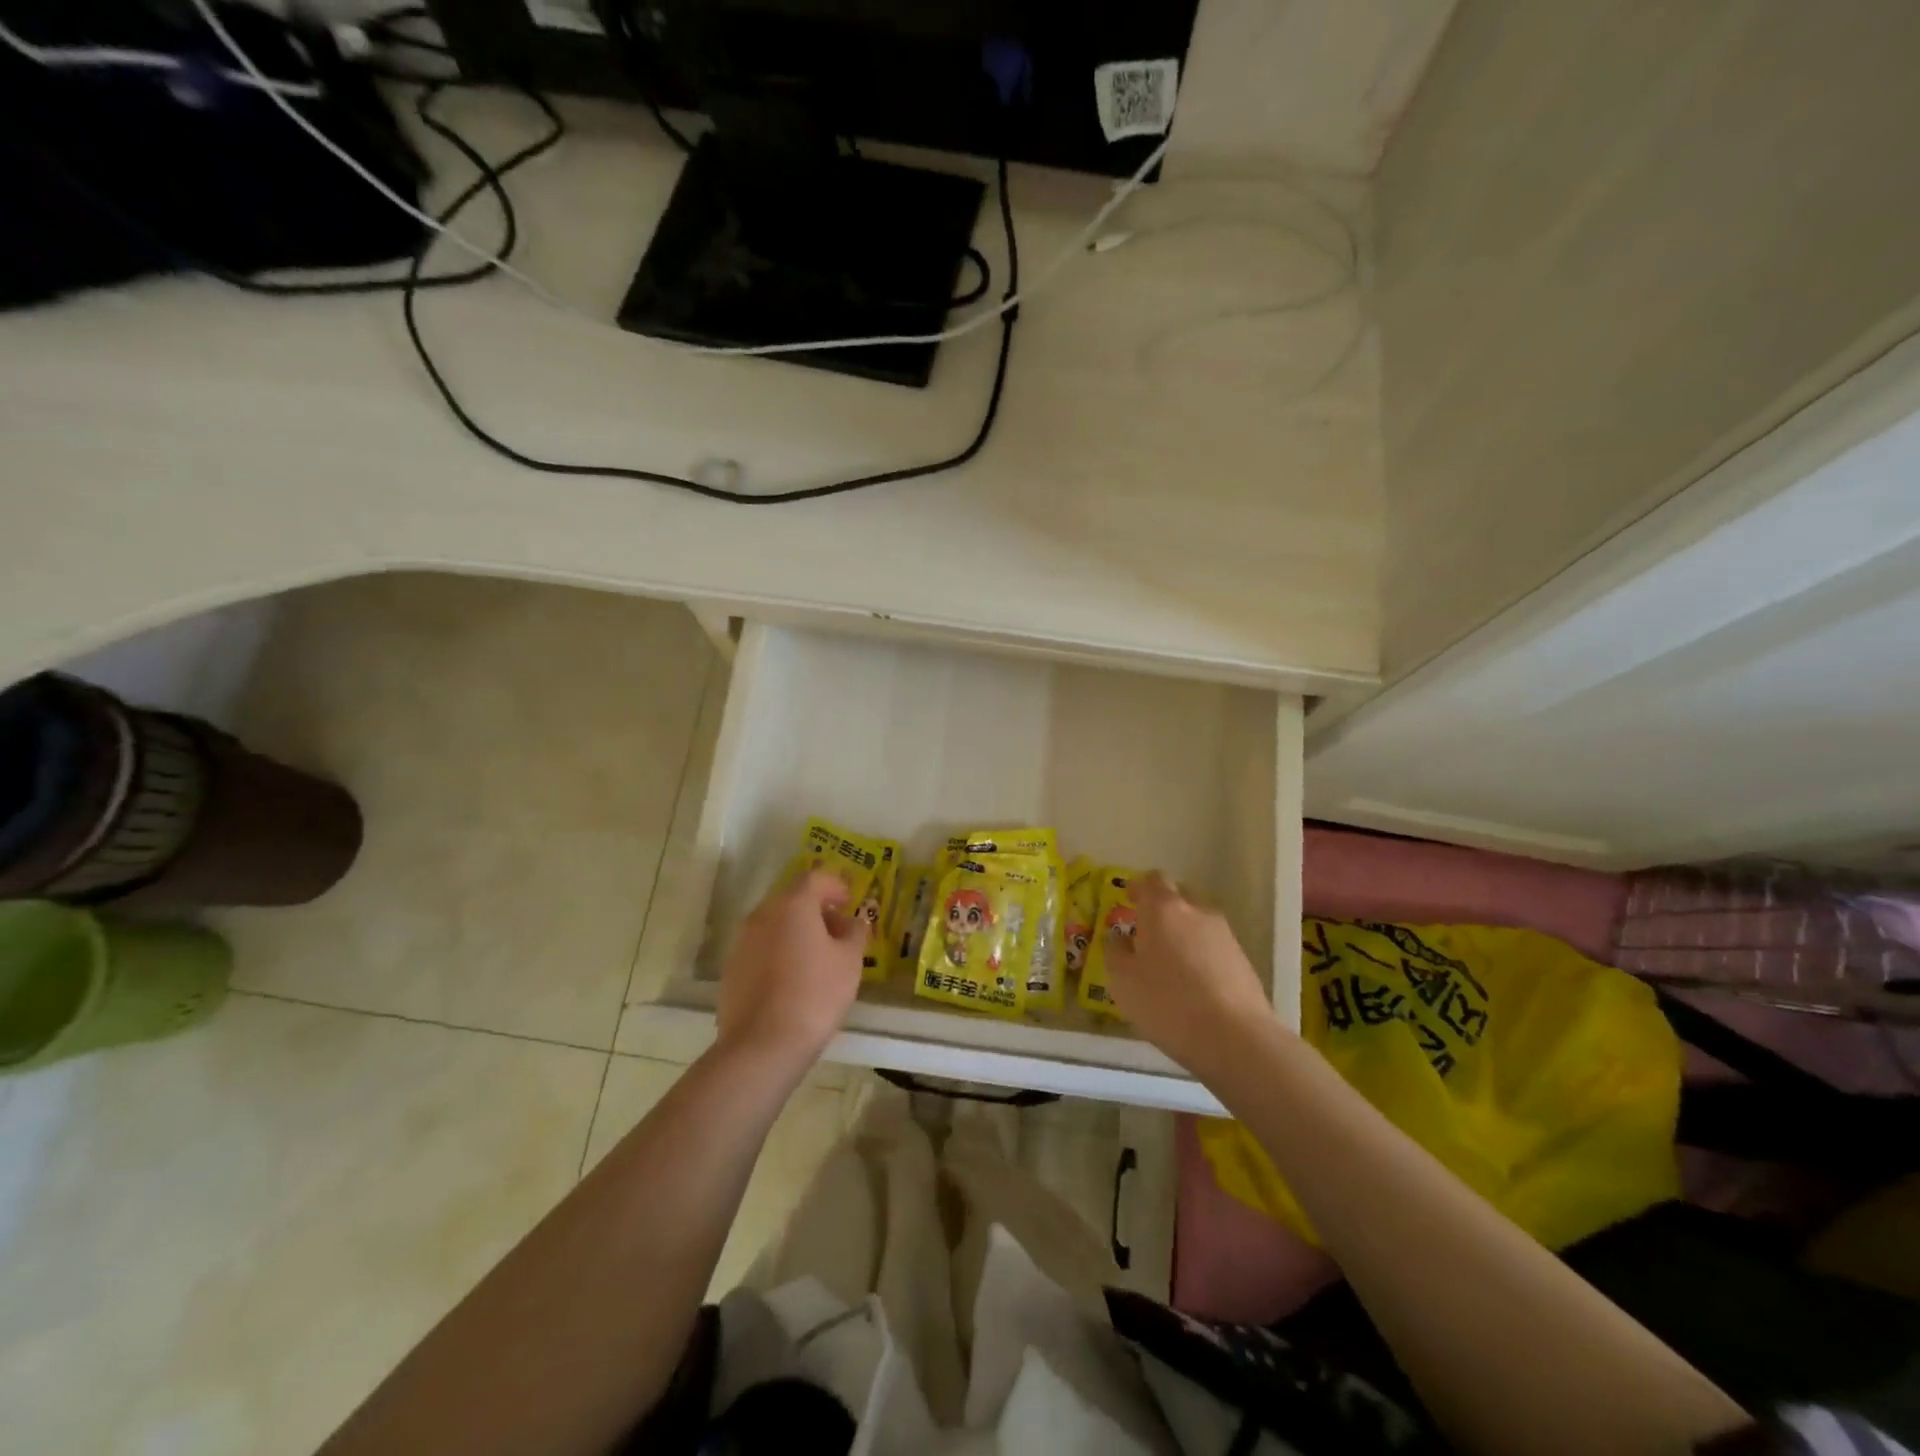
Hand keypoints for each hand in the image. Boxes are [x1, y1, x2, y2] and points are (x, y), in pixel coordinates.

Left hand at [715, 869, 865, 1080]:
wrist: (762, 1045)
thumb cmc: (815, 994)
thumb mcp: (849, 962)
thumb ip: (855, 933)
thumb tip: (855, 921)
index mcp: (792, 905)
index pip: (814, 878)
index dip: (834, 886)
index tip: (849, 901)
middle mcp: (762, 914)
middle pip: (791, 900)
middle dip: (816, 909)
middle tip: (837, 930)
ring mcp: (742, 942)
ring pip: (774, 924)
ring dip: (796, 931)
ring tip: (818, 957)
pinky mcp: (731, 969)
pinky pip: (760, 948)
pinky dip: (779, 952)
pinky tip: (793, 978)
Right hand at [1104, 871, 1281, 1077]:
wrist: (1234, 1037)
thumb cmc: (1166, 1002)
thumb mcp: (1122, 981)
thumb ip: (1116, 952)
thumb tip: (1119, 938)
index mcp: (1162, 909)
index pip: (1151, 880)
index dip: (1139, 887)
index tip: (1129, 899)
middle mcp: (1196, 911)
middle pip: (1178, 895)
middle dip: (1162, 907)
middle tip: (1147, 931)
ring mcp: (1224, 934)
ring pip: (1198, 921)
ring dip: (1183, 932)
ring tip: (1171, 962)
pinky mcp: (1243, 959)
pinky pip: (1214, 946)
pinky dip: (1201, 954)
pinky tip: (1194, 982)